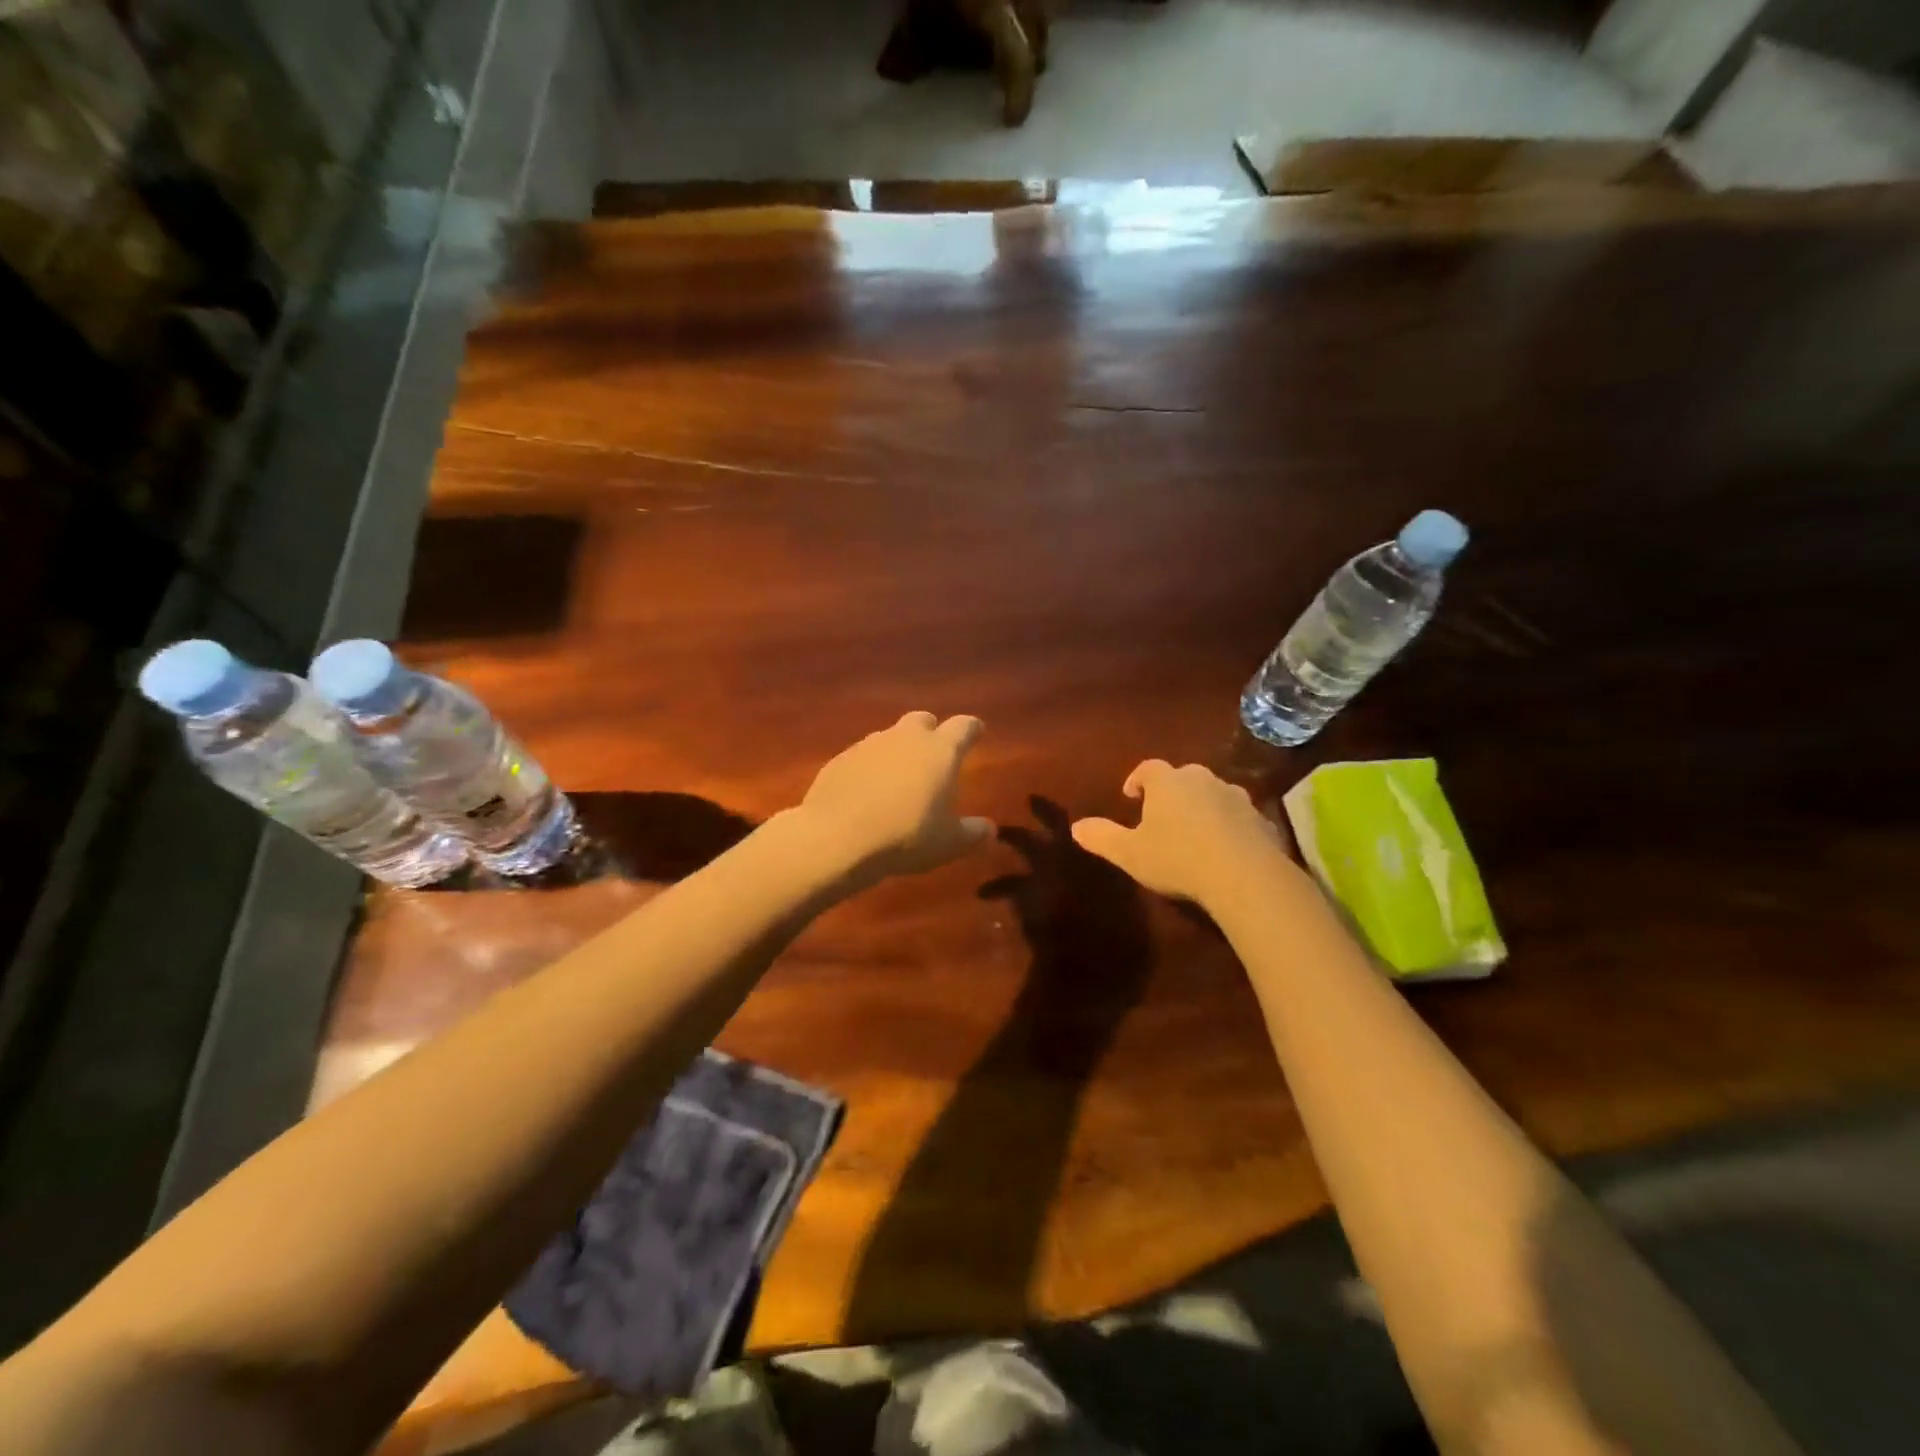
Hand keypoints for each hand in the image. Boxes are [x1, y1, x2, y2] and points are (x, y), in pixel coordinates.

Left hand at [794, 712, 993, 884]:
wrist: (837, 837)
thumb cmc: (905, 836)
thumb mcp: (949, 843)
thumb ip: (973, 833)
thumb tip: (989, 830)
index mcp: (940, 751)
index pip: (964, 726)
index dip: (972, 729)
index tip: (977, 732)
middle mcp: (905, 738)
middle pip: (923, 720)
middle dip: (931, 732)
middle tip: (935, 754)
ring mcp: (869, 745)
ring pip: (890, 736)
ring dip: (898, 750)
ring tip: (899, 777)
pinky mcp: (840, 759)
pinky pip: (862, 756)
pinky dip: (870, 767)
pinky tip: (867, 792)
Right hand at [1071, 760, 1293, 906]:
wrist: (1244, 876)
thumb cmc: (1177, 858)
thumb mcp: (1130, 853)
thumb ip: (1101, 837)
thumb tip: (1075, 827)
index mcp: (1167, 782)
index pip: (1148, 768)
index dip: (1137, 780)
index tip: (1131, 797)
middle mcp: (1202, 779)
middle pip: (1183, 777)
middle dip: (1171, 792)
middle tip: (1162, 816)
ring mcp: (1235, 797)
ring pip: (1213, 794)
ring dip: (1202, 807)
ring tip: (1194, 833)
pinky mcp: (1261, 819)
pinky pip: (1238, 817)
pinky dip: (1229, 826)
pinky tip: (1224, 850)